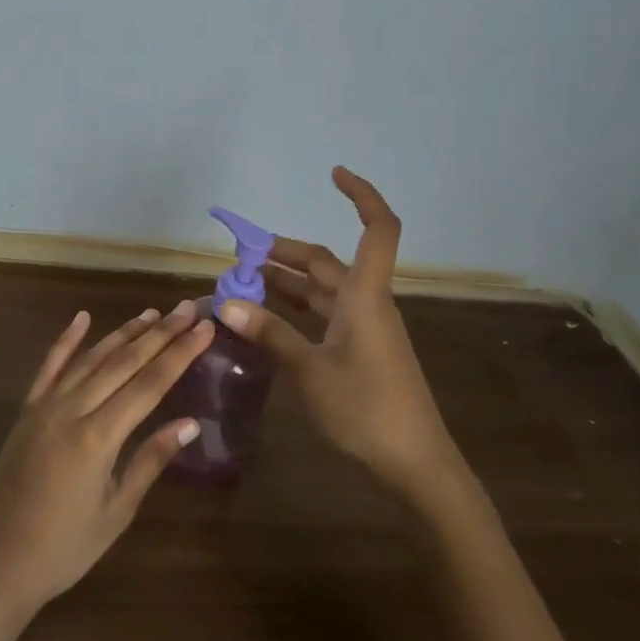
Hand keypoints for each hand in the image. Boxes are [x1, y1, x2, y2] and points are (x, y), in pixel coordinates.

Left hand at [0, 302, 211, 613]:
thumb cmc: (64, 548)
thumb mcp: (117, 512)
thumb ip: (150, 460)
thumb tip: (190, 423)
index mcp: (98, 437)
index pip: (149, 384)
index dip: (179, 353)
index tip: (204, 329)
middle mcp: (72, 410)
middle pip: (124, 362)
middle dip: (160, 333)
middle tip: (187, 308)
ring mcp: (45, 406)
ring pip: (91, 358)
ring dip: (123, 332)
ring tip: (153, 312)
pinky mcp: (27, 411)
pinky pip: (48, 367)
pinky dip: (66, 340)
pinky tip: (82, 317)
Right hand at [217, 168, 458, 494]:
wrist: (415, 466)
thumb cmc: (367, 410)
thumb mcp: (310, 371)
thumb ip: (269, 333)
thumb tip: (224, 303)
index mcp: (365, 296)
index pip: (378, 229)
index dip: (362, 196)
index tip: (333, 174)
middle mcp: (365, 303)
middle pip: (325, 262)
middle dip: (282, 253)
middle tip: (237, 255)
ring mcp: (363, 329)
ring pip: (320, 291)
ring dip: (284, 283)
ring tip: (240, 284)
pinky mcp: (358, 352)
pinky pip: (321, 317)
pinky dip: (293, 312)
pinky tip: (264, 321)